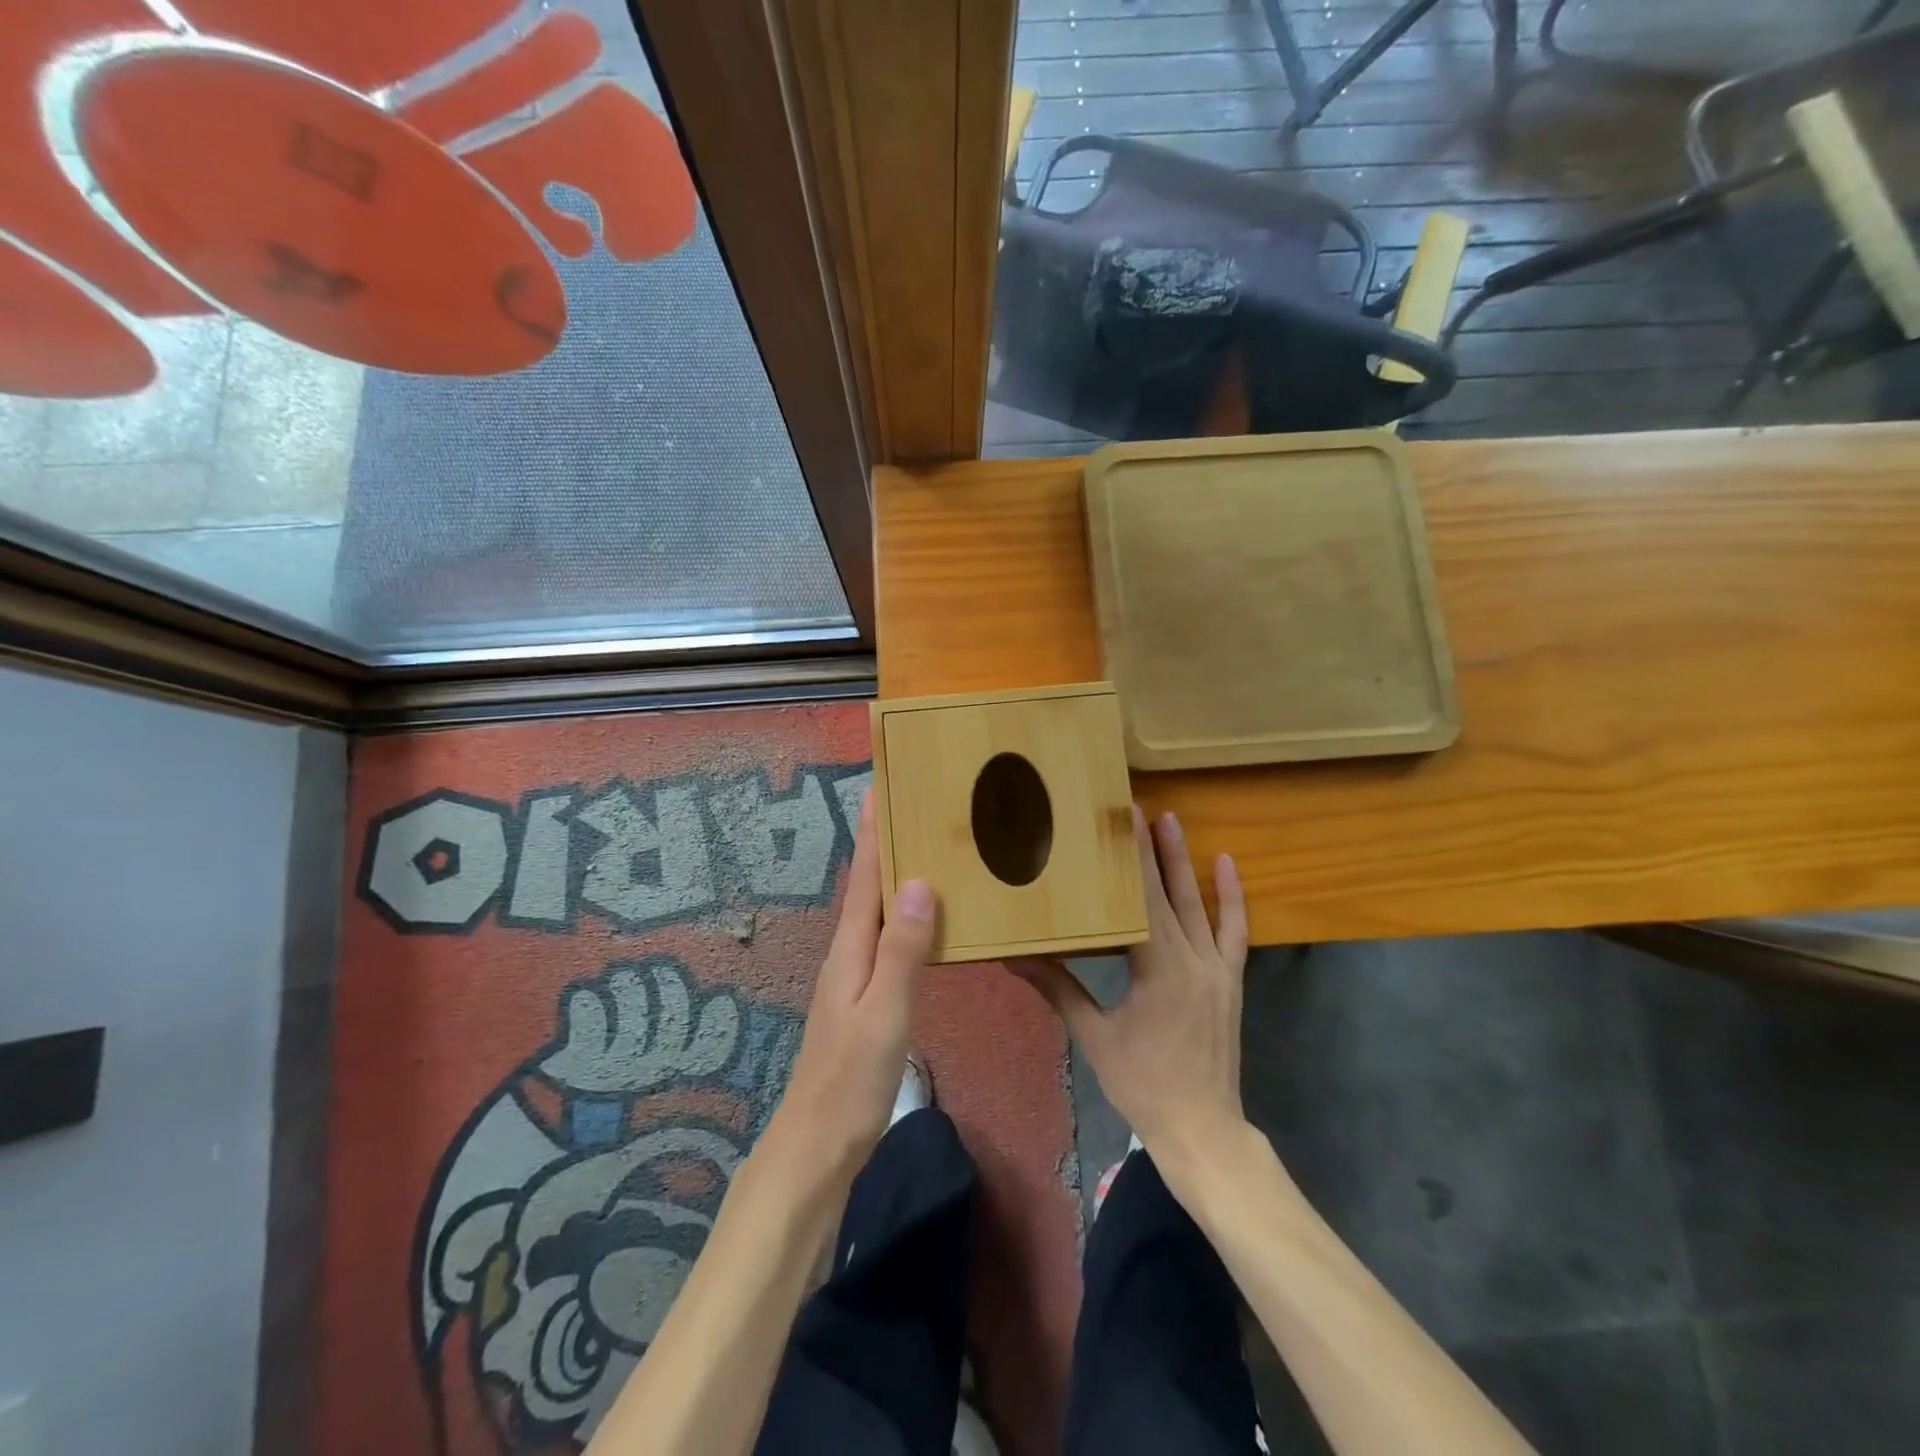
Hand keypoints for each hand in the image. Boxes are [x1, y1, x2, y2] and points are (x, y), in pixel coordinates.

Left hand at [764, 794, 935, 1183]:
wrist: (818, 1145)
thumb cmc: (852, 1078)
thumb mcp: (885, 1011)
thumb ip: (904, 949)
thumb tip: (918, 881)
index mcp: (851, 949)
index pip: (863, 877)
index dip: (872, 832)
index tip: (881, 787)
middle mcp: (848, 953)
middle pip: (867, 887)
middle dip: (883, 843)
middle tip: (912, 806)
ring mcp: (854, 977)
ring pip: (876, 912)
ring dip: (892, 876)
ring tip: (922, 849)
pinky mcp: (865, 998)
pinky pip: (887, 939)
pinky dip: (902, 915)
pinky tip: (921, 919)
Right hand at [1013, 807, 1248, 1170]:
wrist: (1202, 1129)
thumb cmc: (1143, 1083)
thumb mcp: (1095, 1036)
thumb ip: (1058, 989)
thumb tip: (1013, 958)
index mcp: (1158, 968)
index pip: (1141, 900)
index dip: (1131, 858)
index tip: (1122, 820)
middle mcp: (1191, 958)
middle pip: (1168, 893)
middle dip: (1152, 848)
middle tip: (1139, 808)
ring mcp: (1216, 968)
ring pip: (1200, 904)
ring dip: (1185, 861)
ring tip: (1173, 821)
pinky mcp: (1230, 980)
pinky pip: (1235, 932)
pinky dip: (1232, 897)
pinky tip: (1226, 865)